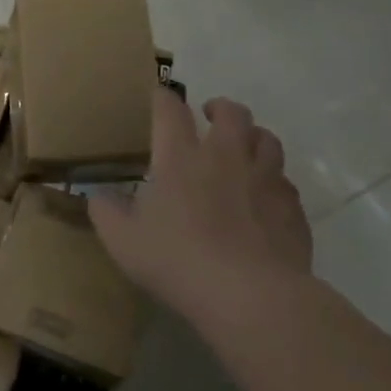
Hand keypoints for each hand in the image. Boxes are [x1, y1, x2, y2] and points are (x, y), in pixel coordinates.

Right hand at [89, 89, 313, 312]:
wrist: (251, 295)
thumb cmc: (177, 261)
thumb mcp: (123, 241)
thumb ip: (106, 213)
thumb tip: (98, 196)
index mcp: (180, 158)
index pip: (170, 110)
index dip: (163, 98)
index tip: (158, 95)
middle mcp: (226, 157)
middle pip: (232, 113)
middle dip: (219, 107)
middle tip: (209, 115)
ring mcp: (265, 180)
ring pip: (267, 139)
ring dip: (253, 136)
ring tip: (243, 146)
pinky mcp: (292, 207)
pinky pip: (285, 181)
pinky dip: (273, 180)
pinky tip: (264, 196)